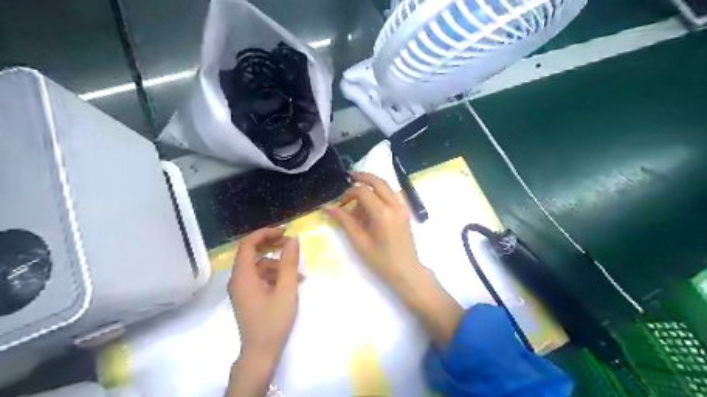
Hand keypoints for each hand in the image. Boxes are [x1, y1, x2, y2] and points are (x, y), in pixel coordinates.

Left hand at [228, 228, 299, 394]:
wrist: (261, 353)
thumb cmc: (273, 321)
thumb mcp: (286, 289)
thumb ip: (289, 263)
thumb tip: (293, 239)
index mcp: (243, 276)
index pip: (248, 244)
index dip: (265, 233)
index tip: (285, 231)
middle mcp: (238, 279)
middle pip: (252, 253)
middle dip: (273, 246)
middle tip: (292, 244)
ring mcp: (242, 288)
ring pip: (260, 265)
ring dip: (278, 264)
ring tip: (298, 274)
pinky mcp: (248, 295)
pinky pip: (261, 277)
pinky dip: (275, 276)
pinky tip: (291, 283)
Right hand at [324, 172, 420, 288]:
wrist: (406, 272)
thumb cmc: (381, 260)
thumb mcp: (359, 241)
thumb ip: (344, 221)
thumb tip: (327, 207)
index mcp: (383, 213)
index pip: (363, 191)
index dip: (348, 193)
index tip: (340, 204)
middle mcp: (395, 205)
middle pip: (378, 181)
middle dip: (362, 177)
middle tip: (349, 177)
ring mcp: (403, 207)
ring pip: (386, 186)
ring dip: (372, 187)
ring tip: (358, 201)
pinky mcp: (405, 211)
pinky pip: (391, 195)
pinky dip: (380, 193)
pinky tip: (371, 205)